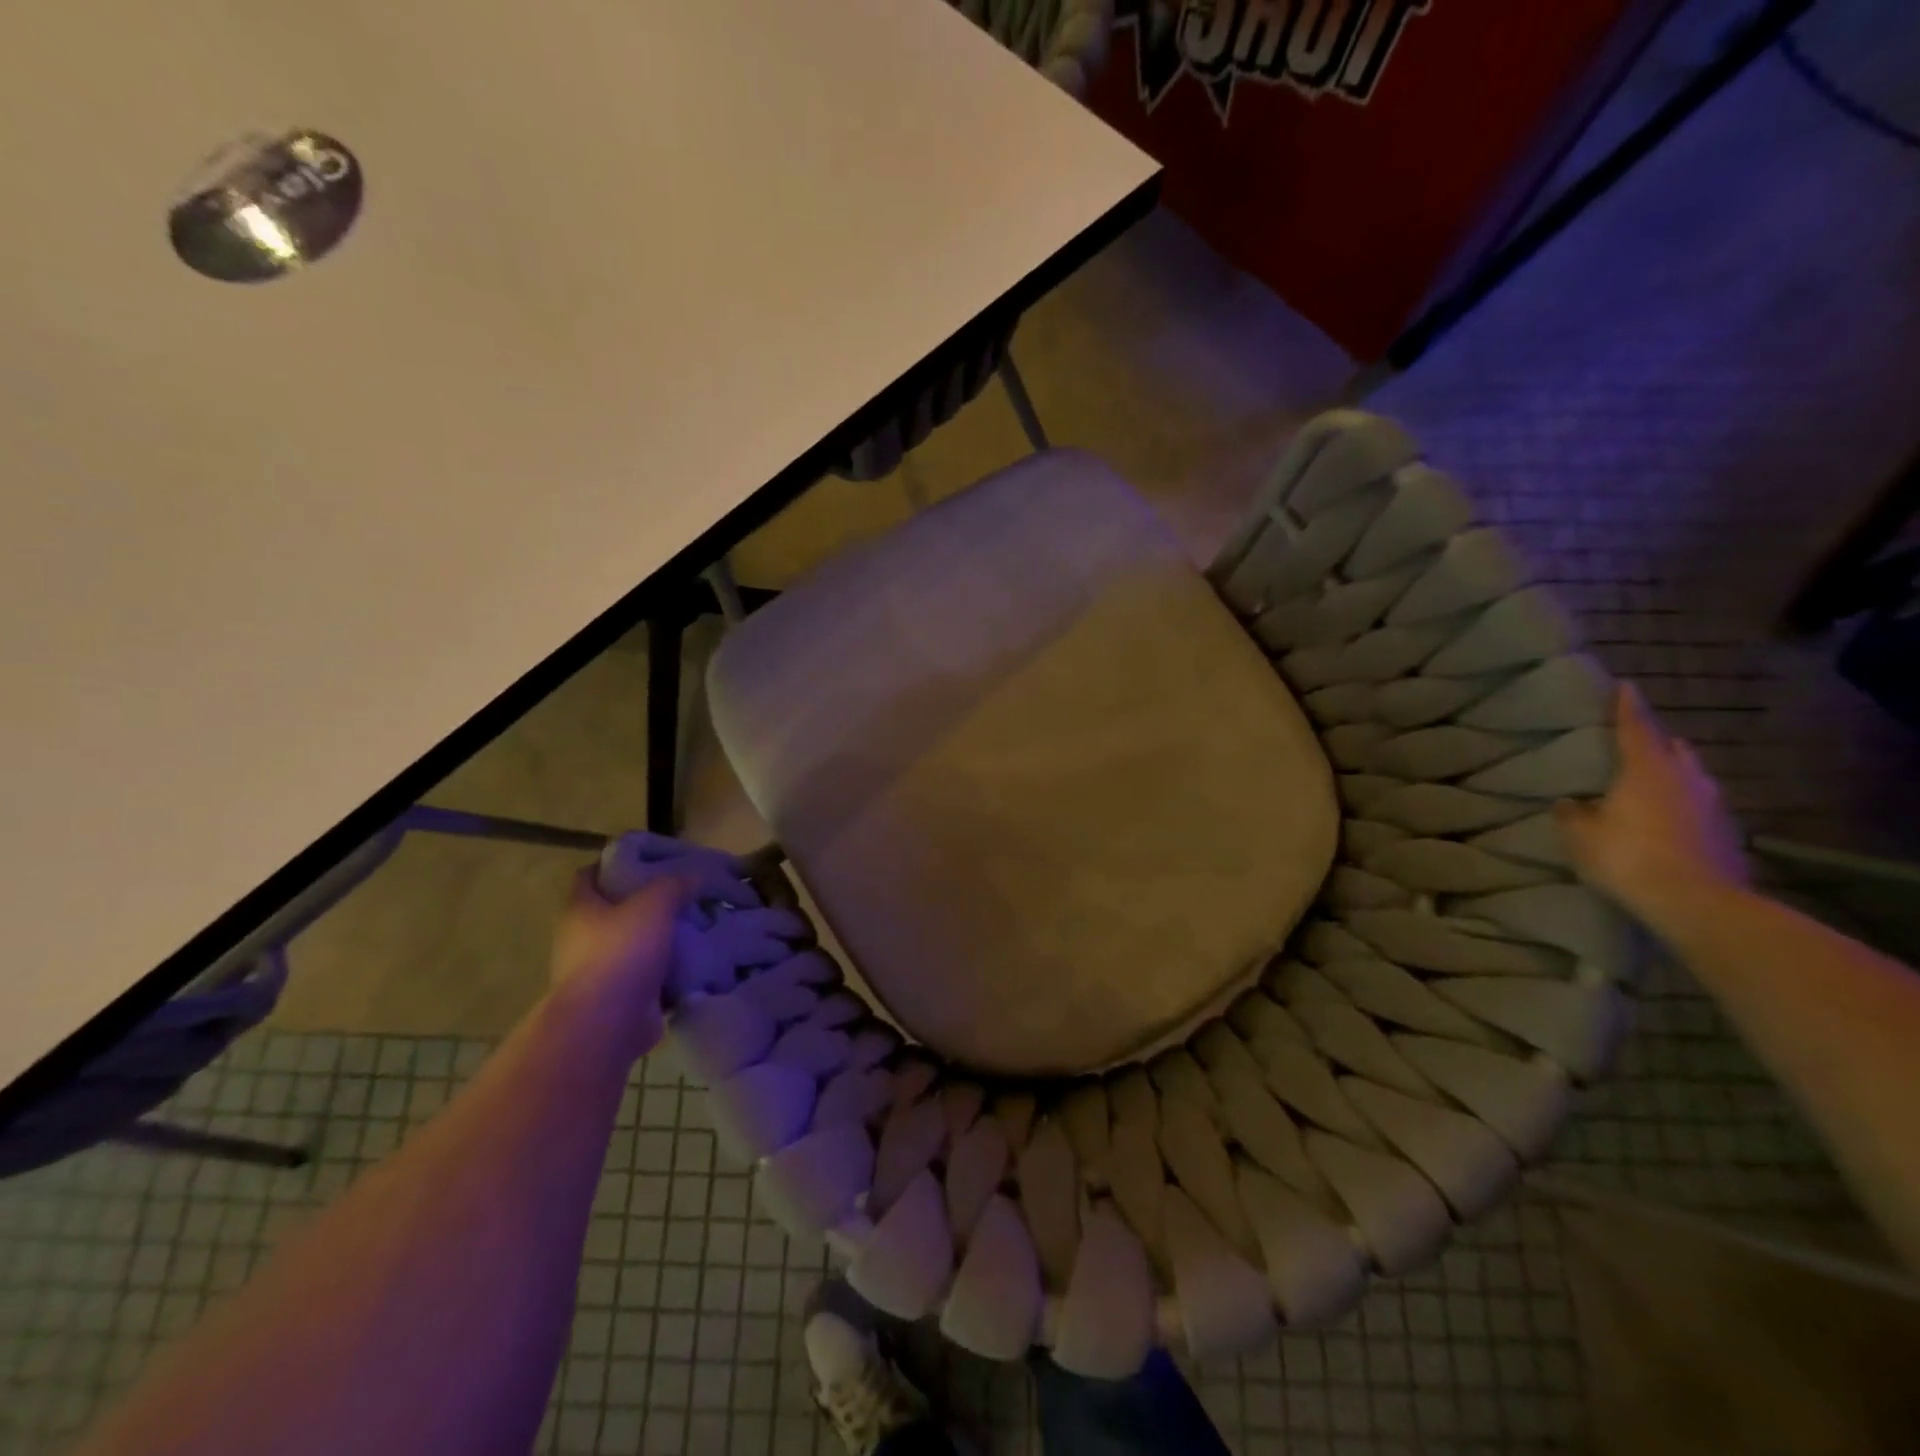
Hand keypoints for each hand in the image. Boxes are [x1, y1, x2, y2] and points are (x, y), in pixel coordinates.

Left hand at [548, 870, 689, 1059]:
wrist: (607, 1023)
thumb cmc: (621, 951)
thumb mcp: (654, 904)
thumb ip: (674, 884)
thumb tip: (693, 875)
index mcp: (580, 909)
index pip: (591, 874)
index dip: (617, 862)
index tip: (650, 860)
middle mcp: (581, 938)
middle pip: (615, 909)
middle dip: (647, 901)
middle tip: (683, 892)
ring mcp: (598, 970)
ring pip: (634, 943)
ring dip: (660, 937)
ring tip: (696, 925)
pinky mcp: (619, 997)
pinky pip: (647, 975)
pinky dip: (668, 969)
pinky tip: (695, 959)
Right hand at [1556, 682, 1748, 926]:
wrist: (1697, 904)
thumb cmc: (1628, 857)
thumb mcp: (1581, 835)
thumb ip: (1573, 813)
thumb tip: (1570, 803)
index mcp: (1647, 770)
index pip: (1636, 728)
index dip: (1627, 707)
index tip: (1626, 686)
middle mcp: (1686, 779)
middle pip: (1674, 750)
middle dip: (1657, 743)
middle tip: (1638, 743)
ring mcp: (1713, 807)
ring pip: (1692, 778)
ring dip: (1674, 775)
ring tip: (1652, 783)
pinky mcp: (1726, 835)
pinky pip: (1700, 809)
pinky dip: (1683, 807)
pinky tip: (1668, 820)